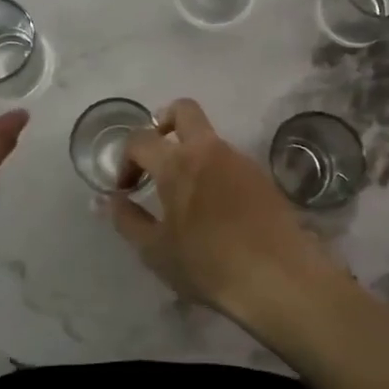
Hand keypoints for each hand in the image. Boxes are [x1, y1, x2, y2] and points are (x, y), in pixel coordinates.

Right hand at [108, 99, 334, 318]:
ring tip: (185, 195)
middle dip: (164, 121)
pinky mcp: (262, 176)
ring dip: (191, 153)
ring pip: (209, 138)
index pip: (140, 139)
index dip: (125, 159)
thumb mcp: (155, 250)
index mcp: (177, 162)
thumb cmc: (208, 264)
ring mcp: (240, 159)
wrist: (279, 278)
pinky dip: (215, 173)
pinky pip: (229, 161)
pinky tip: (215, 210)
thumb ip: (127, 220)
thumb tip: (108, 200)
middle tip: (156, 153)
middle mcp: (209, 149)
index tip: (126, 188)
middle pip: (184, 110)